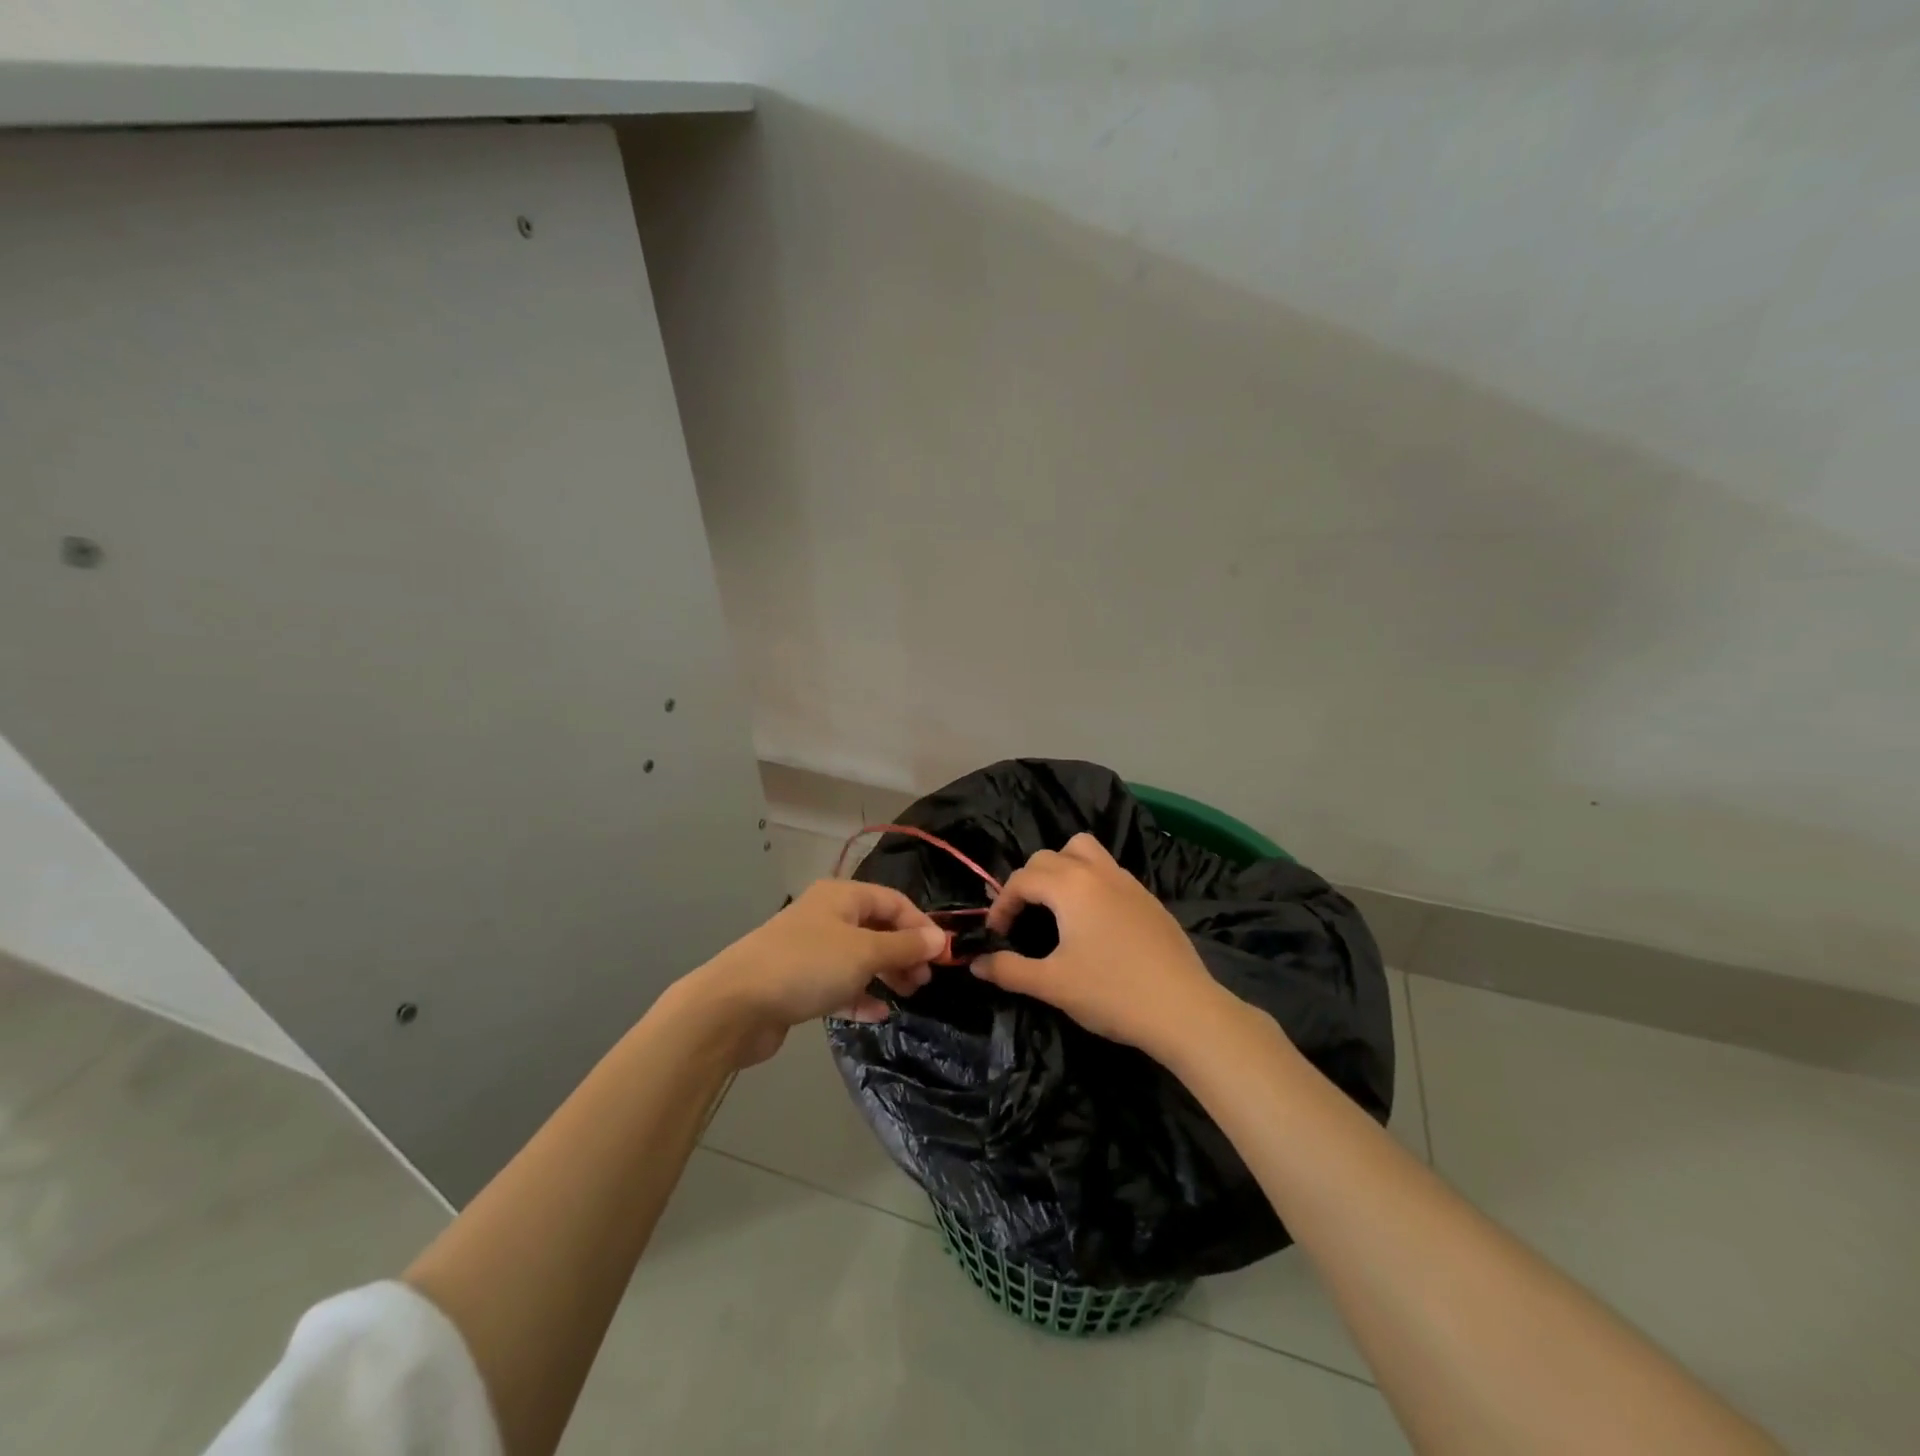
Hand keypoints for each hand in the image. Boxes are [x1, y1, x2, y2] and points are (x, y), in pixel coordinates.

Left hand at [687, 879, 945, 1066]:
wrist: (735, 1005)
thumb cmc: (807, 966)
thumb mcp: (864, 953)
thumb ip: (904, 946)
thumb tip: (940, 939)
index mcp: (841, 896)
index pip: (893, 901)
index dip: (921, 925)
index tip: (942, 955)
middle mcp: (826, 916)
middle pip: (877, 928)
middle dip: (904, 951)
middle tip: (924, 979)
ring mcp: (810, 950)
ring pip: (859, 957)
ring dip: (885, 973)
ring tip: (908, 994)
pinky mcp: (798, 982)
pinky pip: (839, 983)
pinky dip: (860, 994)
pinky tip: (877, 1012)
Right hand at [972, 833, 1226, 1059]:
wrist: (1183, 1009)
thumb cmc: (1112, 993)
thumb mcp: (1052, 985)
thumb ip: (1009, 970)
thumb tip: (976, 963)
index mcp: (1070, 886)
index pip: (1022, 879)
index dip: (1001, 904)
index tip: (996, 935)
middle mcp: (1098, 872)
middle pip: (1049, 857)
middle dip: (1027, 882)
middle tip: (1021, 918)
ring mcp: (1127, 881)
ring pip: (1084, 851)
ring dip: (1061, 868)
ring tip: (1056, 905)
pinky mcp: (1148, 898)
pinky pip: (1108, 871)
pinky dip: (1089, 881)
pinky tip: (1093, 921)